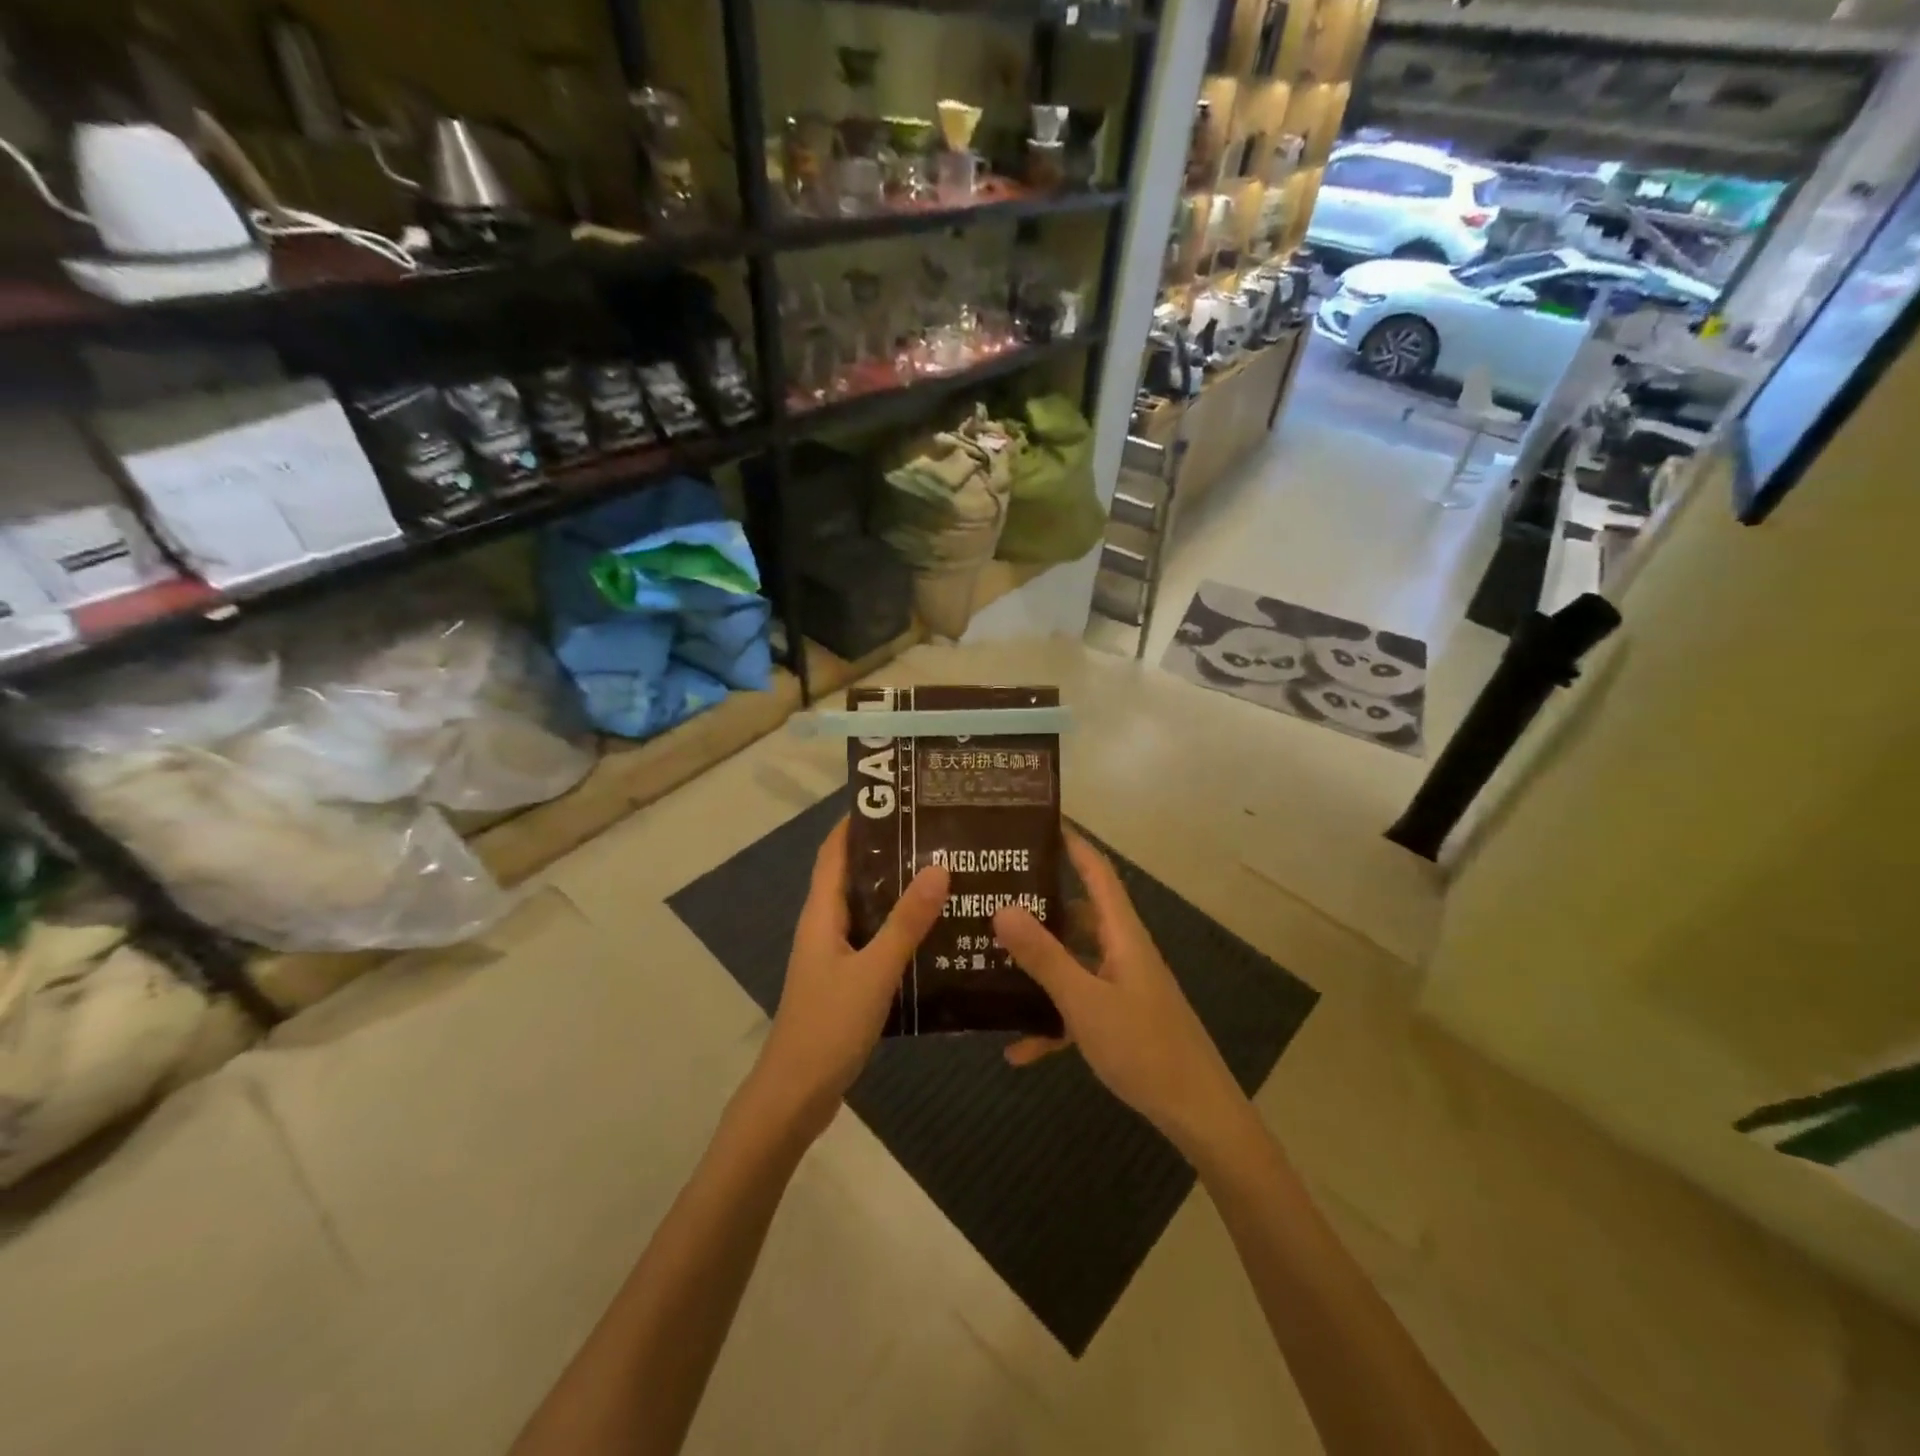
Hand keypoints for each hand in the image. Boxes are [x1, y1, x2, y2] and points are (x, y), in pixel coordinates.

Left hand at [751, 818, 947, 1139]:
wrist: (797, 1094)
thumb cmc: (829, 1025)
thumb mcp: (874, 971)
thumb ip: (906, 922)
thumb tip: (938, 866)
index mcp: (821, 914)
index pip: (835, 852)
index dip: (858, 821)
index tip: (897, 798)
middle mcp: (825, 926)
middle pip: (854, 876)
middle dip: (889, 853)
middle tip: (937, 834)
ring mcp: (835, 955)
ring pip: (868, 910)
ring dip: (898, 891)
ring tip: (945, 874)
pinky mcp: (847, 981)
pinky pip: (875, 940)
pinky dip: (900, 928)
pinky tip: (935, 932)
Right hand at [993, 830, 1245, 1154]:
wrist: (1196, 1113)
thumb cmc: (1143, 1047)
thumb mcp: (1085, 1001)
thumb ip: (1044, 957)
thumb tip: (1003, 908)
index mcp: (1122, 934)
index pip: (1097, 871)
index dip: (1073, 843)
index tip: (1038, 823)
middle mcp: (1122, 950)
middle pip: (1078, 914)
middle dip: (1039, 904)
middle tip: (994, 896)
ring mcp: (1121, 985)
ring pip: (1073, 961)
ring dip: (1039, 964)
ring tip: (991, 959)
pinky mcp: (1119, 1018)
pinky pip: (1077, 1006)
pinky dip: (1050, 1020)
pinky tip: (1017, 1048)